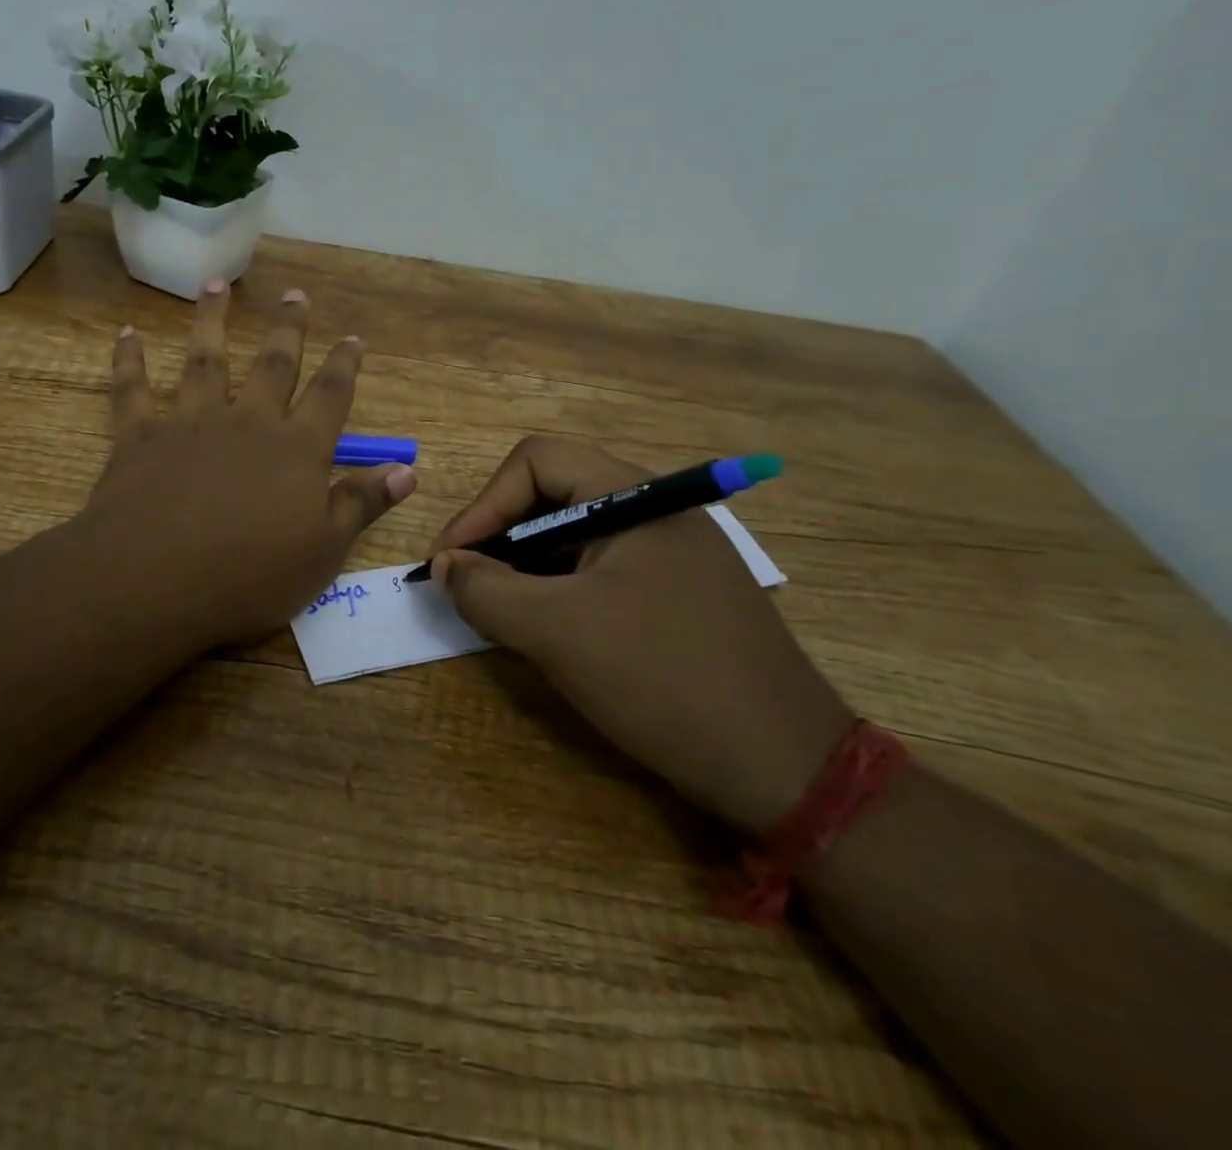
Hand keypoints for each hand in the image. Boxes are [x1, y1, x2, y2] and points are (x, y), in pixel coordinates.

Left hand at [82, 280, 416, 648]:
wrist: (156, 580)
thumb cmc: (250, 576)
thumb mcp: (323, 551)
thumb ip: (362, 504)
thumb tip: (406, 470)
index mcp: (296, 449)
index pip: (330, 396)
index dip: (345, 365)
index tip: (353, 338)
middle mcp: (247, 422)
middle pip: (273, 365)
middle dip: (288, 330)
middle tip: (295, 295)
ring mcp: (191, 423)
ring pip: (205, 360)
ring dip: (212, 321)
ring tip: (217, 285)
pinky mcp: (140, 436)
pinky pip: (133, 389)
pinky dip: (129, 361)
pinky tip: (126, 335)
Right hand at [430, 437, 850, 833]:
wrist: (787, 769)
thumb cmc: (664, 680)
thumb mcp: (557, 632)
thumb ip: (486, 590)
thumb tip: (445, 566)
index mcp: (635, 496)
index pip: (536, 462)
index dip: (482, 505)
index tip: (450, 561)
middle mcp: (655, 510)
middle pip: (552, 494)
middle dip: (498, 535)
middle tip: (466, 585)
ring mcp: (670, 553)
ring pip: (573, 535)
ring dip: (524, 565)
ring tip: (498, 610)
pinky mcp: (676, 593)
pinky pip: (599, 570)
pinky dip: (557, 589)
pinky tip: (544, 628)